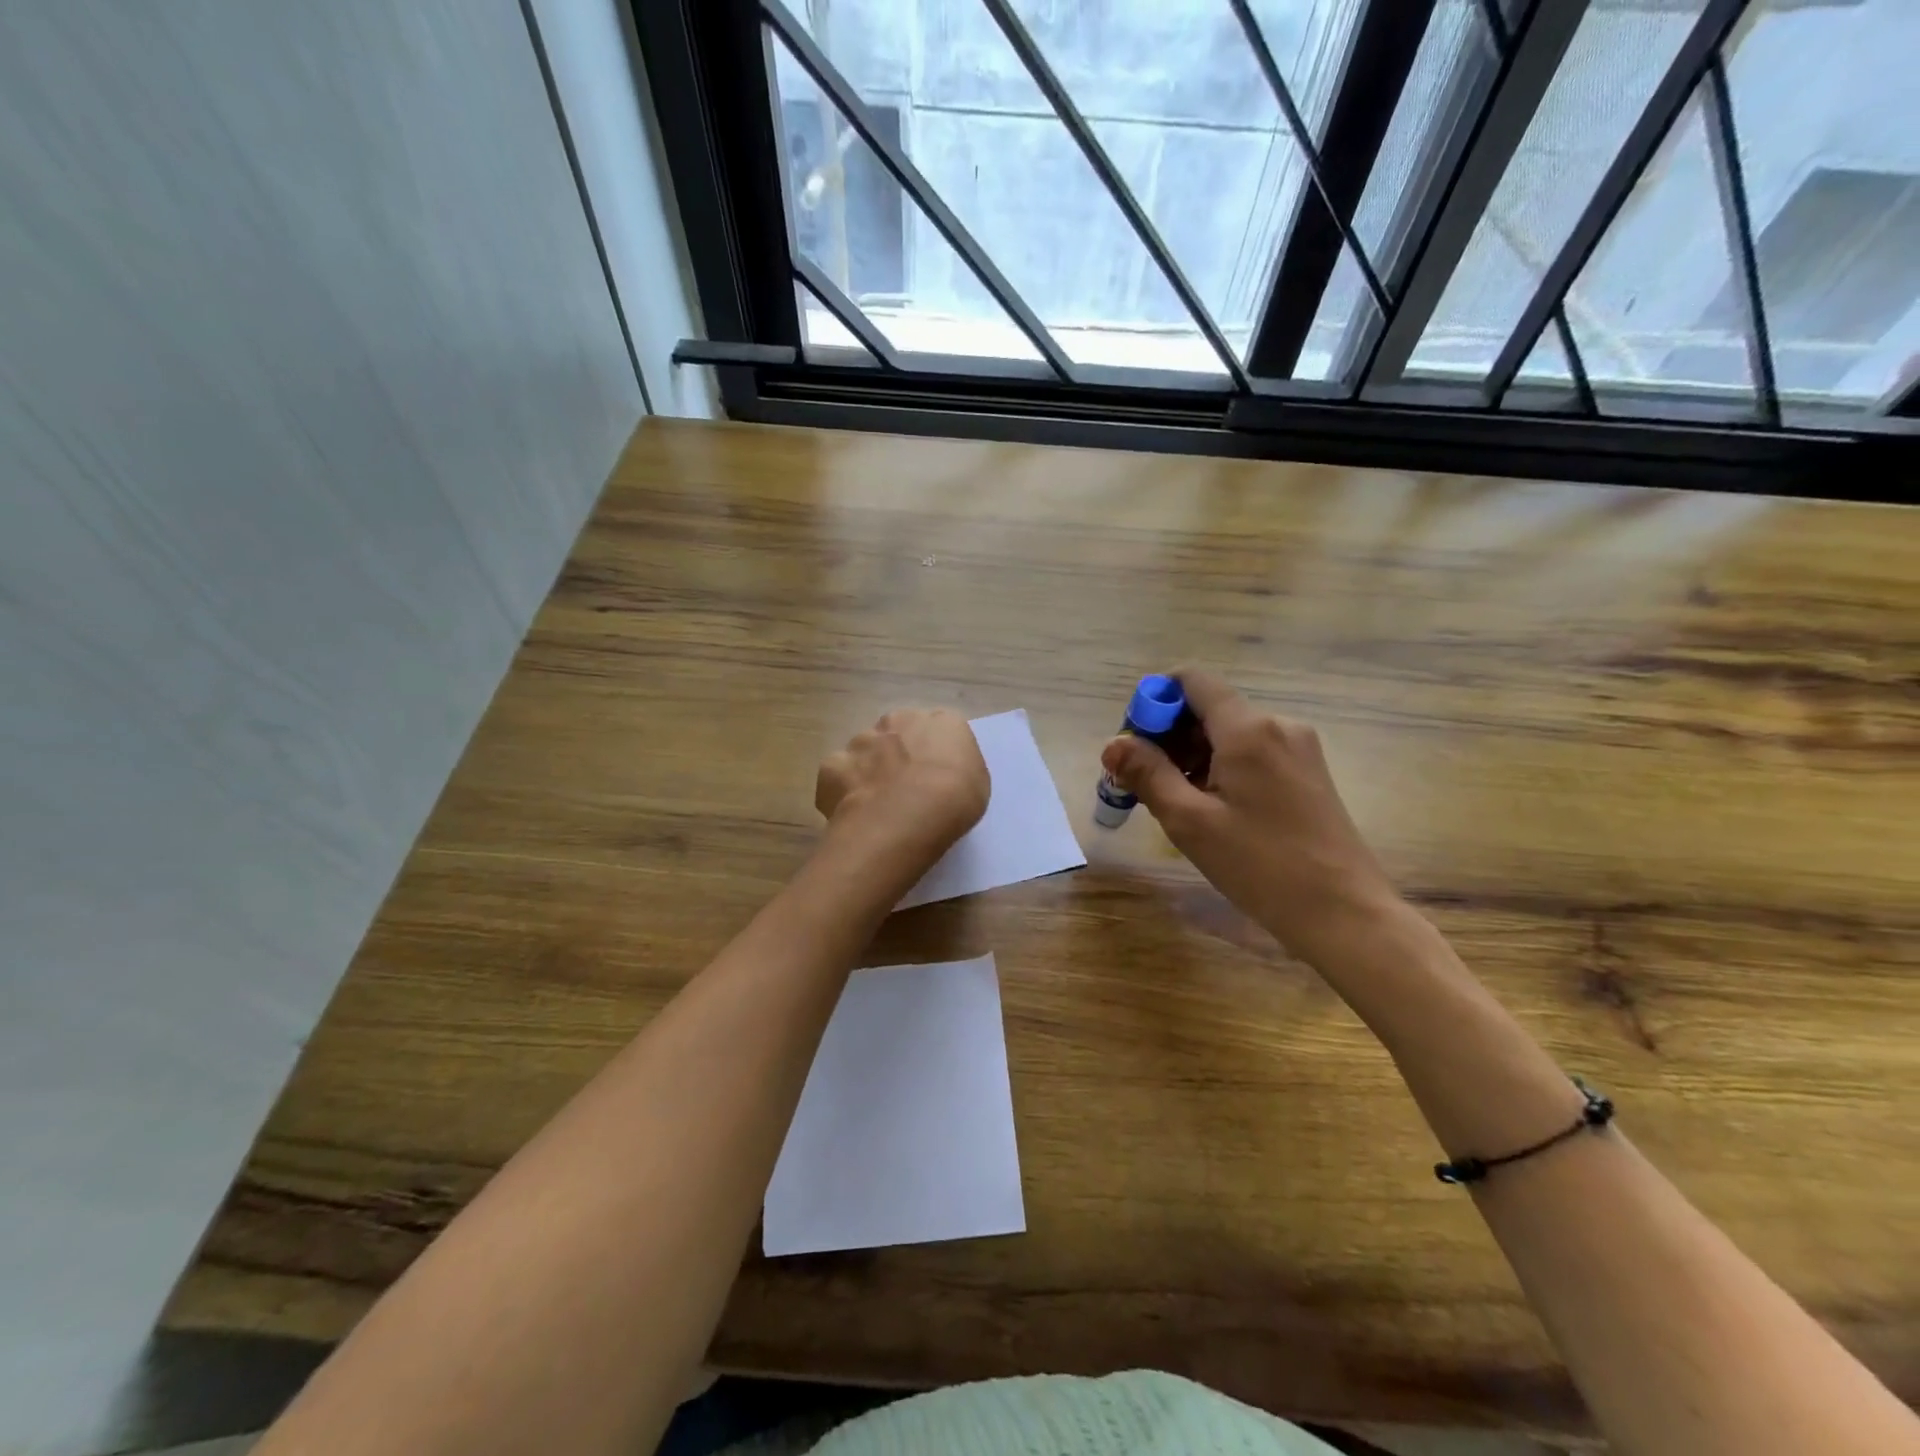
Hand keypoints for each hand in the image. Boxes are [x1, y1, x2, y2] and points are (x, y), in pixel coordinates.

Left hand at [816, 709, 989, 872]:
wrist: (905, 817)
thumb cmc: (953, 800)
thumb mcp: (977, 784)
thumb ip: (957, 768)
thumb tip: (940, 772)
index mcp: (942, 721)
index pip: (940, 729)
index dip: (935, 755)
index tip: (936, 778)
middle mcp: (899, 720)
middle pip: (898, 733)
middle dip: (898, 755)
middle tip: (904, 790)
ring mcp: (862, 740)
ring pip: (865, 752)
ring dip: (869, 771)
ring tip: (876, 806)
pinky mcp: (833, 765)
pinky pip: (838, 776)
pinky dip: (842, 792)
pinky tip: (853, 813)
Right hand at [1101, 668, 1398, 966]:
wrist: (1344, 913)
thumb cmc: (1261, 866)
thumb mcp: (1190, 821)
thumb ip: (1147, 774)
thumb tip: (1113, 744)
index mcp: (1248, 729)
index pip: (1192, 681)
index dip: (1154, 701)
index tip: (1133, 743)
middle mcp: (1277, 725)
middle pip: (1208, 708)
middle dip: (1168, 736)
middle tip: (1142, 782)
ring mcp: (1298, 748)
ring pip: (1229, 734)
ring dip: (1192, 756)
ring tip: (1174, 803)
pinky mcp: (1308, 772)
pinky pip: (1251, 753)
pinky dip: (1221, 768)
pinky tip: (1210, 809)